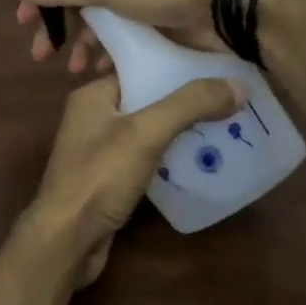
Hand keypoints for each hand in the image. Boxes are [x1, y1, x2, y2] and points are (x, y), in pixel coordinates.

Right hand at [8, 0, 225, 74]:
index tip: (23, 22)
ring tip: (73, 70)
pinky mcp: (157, 28)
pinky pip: (122, 43)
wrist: (223, 7)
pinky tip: (100, 73)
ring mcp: (139, 4)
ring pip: (99, 25)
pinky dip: (107, 56)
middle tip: (39, 54)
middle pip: (76, 2)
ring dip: (81, 46)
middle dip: (57, 28)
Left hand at [29, 74, 244, 286]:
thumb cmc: (99, 176)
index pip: (139, 67)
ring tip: (226, 127)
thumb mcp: (145, 133)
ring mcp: (99, 149)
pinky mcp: (109, 178)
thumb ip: (188, 105)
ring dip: (181, 130)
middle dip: (185, 100)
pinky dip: (171, 157)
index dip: (177, 65)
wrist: (67, 239)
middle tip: (231, 100)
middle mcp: (93, 116)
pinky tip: (201, 162)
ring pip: (148, 130)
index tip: (217, 68)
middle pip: (146, 98)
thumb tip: (238, 84)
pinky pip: (146, 157)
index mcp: (93, 95)